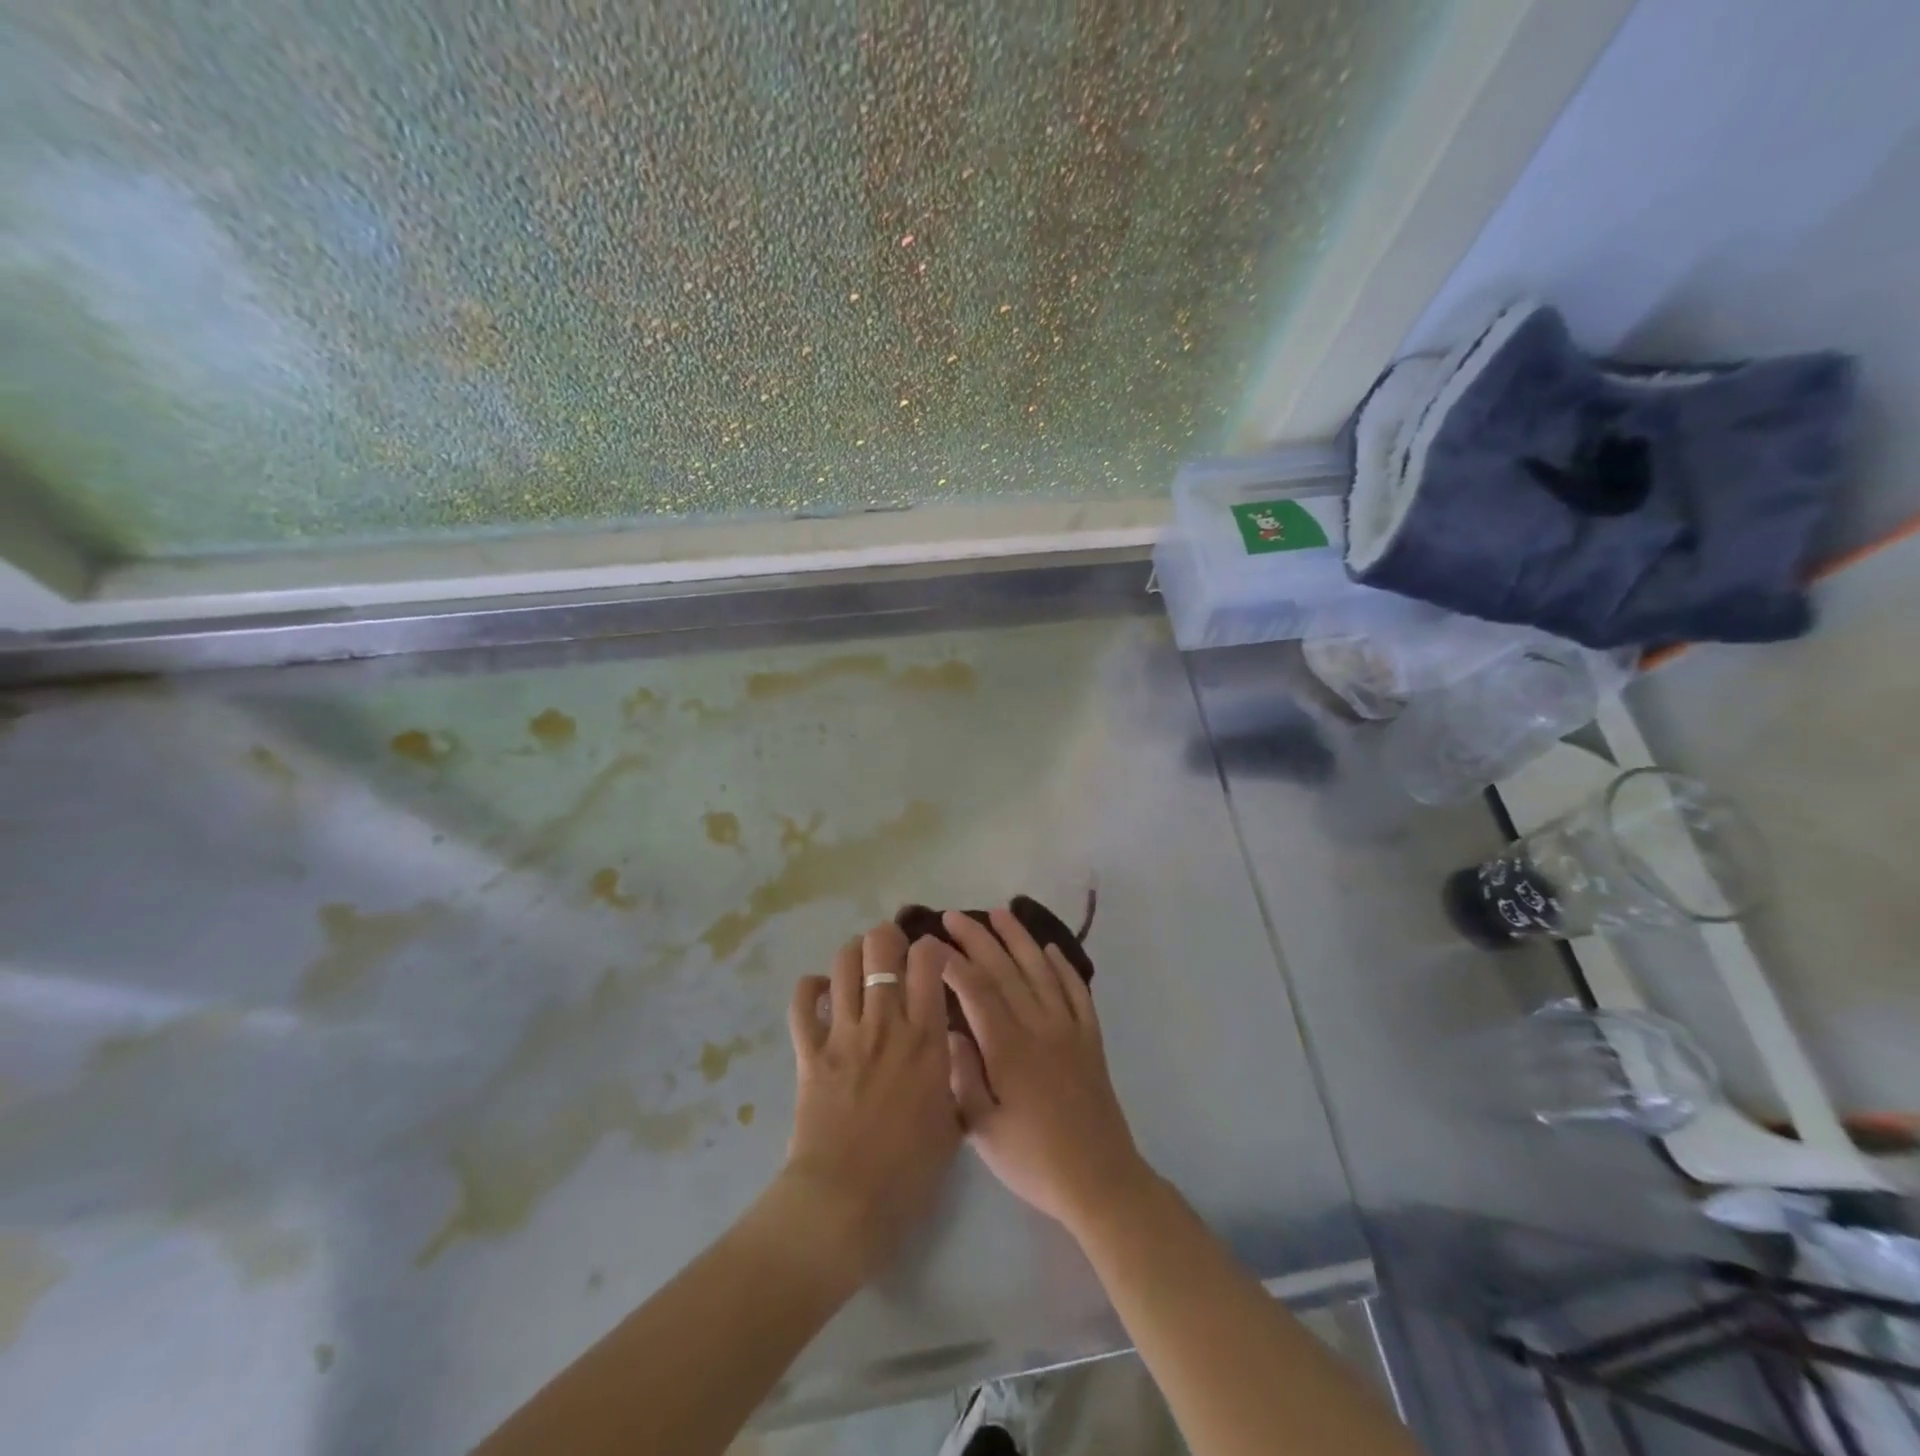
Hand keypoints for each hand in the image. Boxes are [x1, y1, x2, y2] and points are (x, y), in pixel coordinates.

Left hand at [782, 922, 961, 1283]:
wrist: (846, 1204)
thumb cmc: (909, 1172)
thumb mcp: (954, 1123)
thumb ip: (957, 1078)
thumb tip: (952, 1050)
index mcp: (926, 1038)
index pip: (928, 962)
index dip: (931, 947)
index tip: (932, 957)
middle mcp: (885, 1023)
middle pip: (880, 948)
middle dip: (888, 937)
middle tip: (893, 952)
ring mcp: (843, 1033)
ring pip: (843, 964)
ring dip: (853, 954)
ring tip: (860, 965)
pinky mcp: (809, 1052)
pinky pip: (802, 1002)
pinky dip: (810, 988)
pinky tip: (822, 992)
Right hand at [940, 908, 1153, 1236]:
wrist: (1100, 1181)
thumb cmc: (1033, 1159)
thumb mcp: (983, 1129)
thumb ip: (963, 1076)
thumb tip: (948, 1030)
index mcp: (1009, 1047)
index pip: (976, 990)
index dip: (952, 962)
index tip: (931, 943)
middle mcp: (1040, 1026)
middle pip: (1006, 969)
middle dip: (978, 938)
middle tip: (954, 916)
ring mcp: (1069, 1028)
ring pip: (1041, 970)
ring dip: (1019, 938)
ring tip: (1000, 912)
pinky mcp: (1090, 1038)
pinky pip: (1077, 991)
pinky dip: (1063, 966)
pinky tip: (1051, 949)